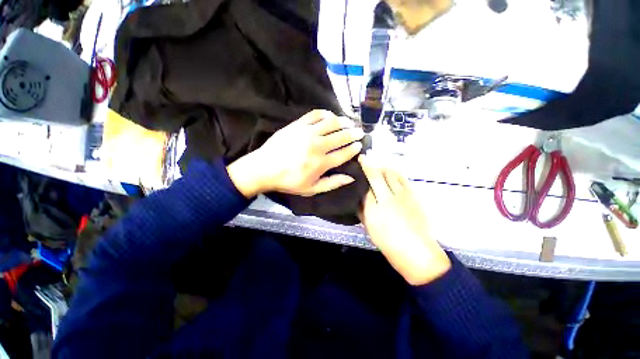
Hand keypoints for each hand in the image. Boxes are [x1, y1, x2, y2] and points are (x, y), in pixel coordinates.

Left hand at [227, 110, 363, 197]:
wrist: (264, 168)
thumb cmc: (289, 181)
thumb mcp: (312, 189)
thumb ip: (332, 183)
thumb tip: (351, 178)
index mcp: (321, 163)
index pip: (344, 153)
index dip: (354, 148)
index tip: (359, 145)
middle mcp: (317, 146)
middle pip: (341, 136)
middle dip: (353, 133)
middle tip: (360, 131)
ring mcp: (307, 133)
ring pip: (331, 123)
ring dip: (343, 121)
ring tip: (349, 122)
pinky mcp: (297, 125)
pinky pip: (315, 115)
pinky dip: (325, 113)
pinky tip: (330, 116)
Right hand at [358, 155, 450, 285]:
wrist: (416, 252)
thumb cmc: (388, 242)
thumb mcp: (369, 227)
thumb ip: (362, 210)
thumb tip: (359, 197)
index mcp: (375, 207)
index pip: (366, 183)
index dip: (363, 170)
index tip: (360, 160)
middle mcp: (388, 197)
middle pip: (379, 174)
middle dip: (372, 164)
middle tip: (367, 159)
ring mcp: (403, 196)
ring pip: (393, 174)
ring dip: (384, 166)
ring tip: (378, 165)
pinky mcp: (414, 197)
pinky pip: (403, 179)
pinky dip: (396, 173)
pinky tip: (392, 173)